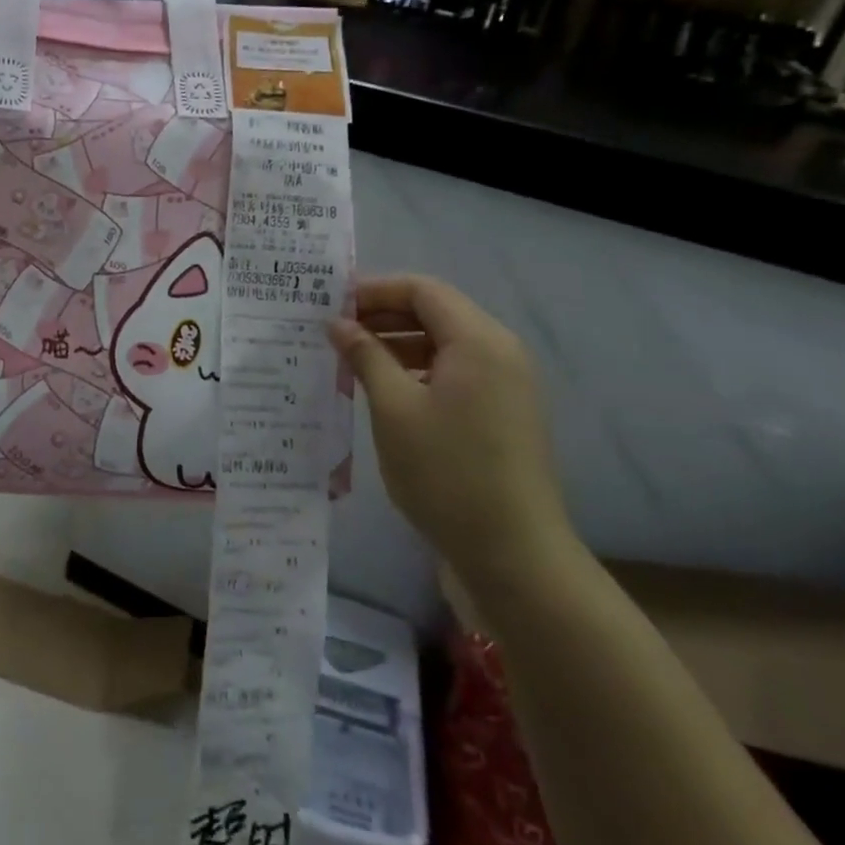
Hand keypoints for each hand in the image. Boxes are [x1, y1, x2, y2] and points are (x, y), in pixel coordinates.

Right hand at [329, 276, 572, 589]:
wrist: (513, 554)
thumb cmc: (447, 472)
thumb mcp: (393, 408)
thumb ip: (365, 355)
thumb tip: (337, 323)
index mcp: (478, 341)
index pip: (422, 290)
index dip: (374, 290)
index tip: (330, 304)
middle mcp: (500, 351)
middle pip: (436, 311)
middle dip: (383, 315)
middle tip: (333, 330)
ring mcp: (506, 383)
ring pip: (444, 343)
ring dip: (397, 343)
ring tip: (350, 359)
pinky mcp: (503, 411)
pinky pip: (455, 371)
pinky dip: (417, 369)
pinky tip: (383, 389)